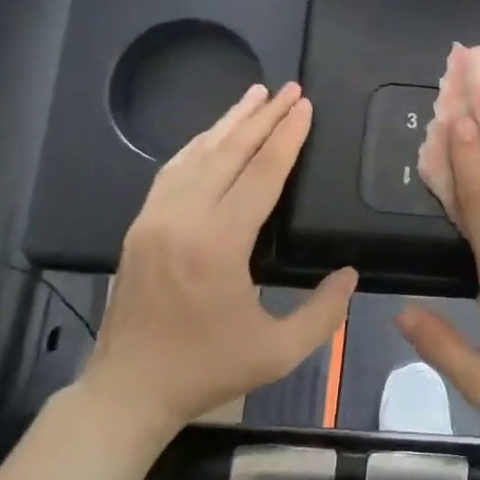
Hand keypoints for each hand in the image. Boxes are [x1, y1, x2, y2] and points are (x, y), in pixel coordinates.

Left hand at [81, 83, 356, 442]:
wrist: (129, 390)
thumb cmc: (207, 370)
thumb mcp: (279, 352)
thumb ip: (324, 312)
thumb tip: (350, 273)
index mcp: (218, 245)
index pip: (260, 175)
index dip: (287, 138)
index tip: (305, 106)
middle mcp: (182, 220)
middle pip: (228, 153)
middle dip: (262, 117)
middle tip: (289, 89)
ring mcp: (154, 220)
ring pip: (195, 155)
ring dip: (228, 122)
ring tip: (254, 95)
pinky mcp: (140, 227)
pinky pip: (172, 171)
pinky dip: (198, 145)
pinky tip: (213, 135)